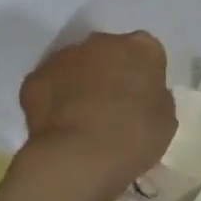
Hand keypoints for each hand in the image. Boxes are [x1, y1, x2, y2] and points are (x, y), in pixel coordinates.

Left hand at [17, 31, 174, 194]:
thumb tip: (142, 96)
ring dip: (81, 83)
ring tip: (84, 118)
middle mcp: (102, 42)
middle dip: (112, 72)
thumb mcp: (166, 120)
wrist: (79, 157)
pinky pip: (50, 84)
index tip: (144, 97)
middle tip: (114, 106)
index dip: (145, 75)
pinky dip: (55, 98)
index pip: (148, 52)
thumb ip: (156, 98)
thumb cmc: (134, 136)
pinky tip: (60, 125)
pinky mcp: (35, 78)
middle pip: (109, 52)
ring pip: (77, 65)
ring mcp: (64, 57)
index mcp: (141, 48)